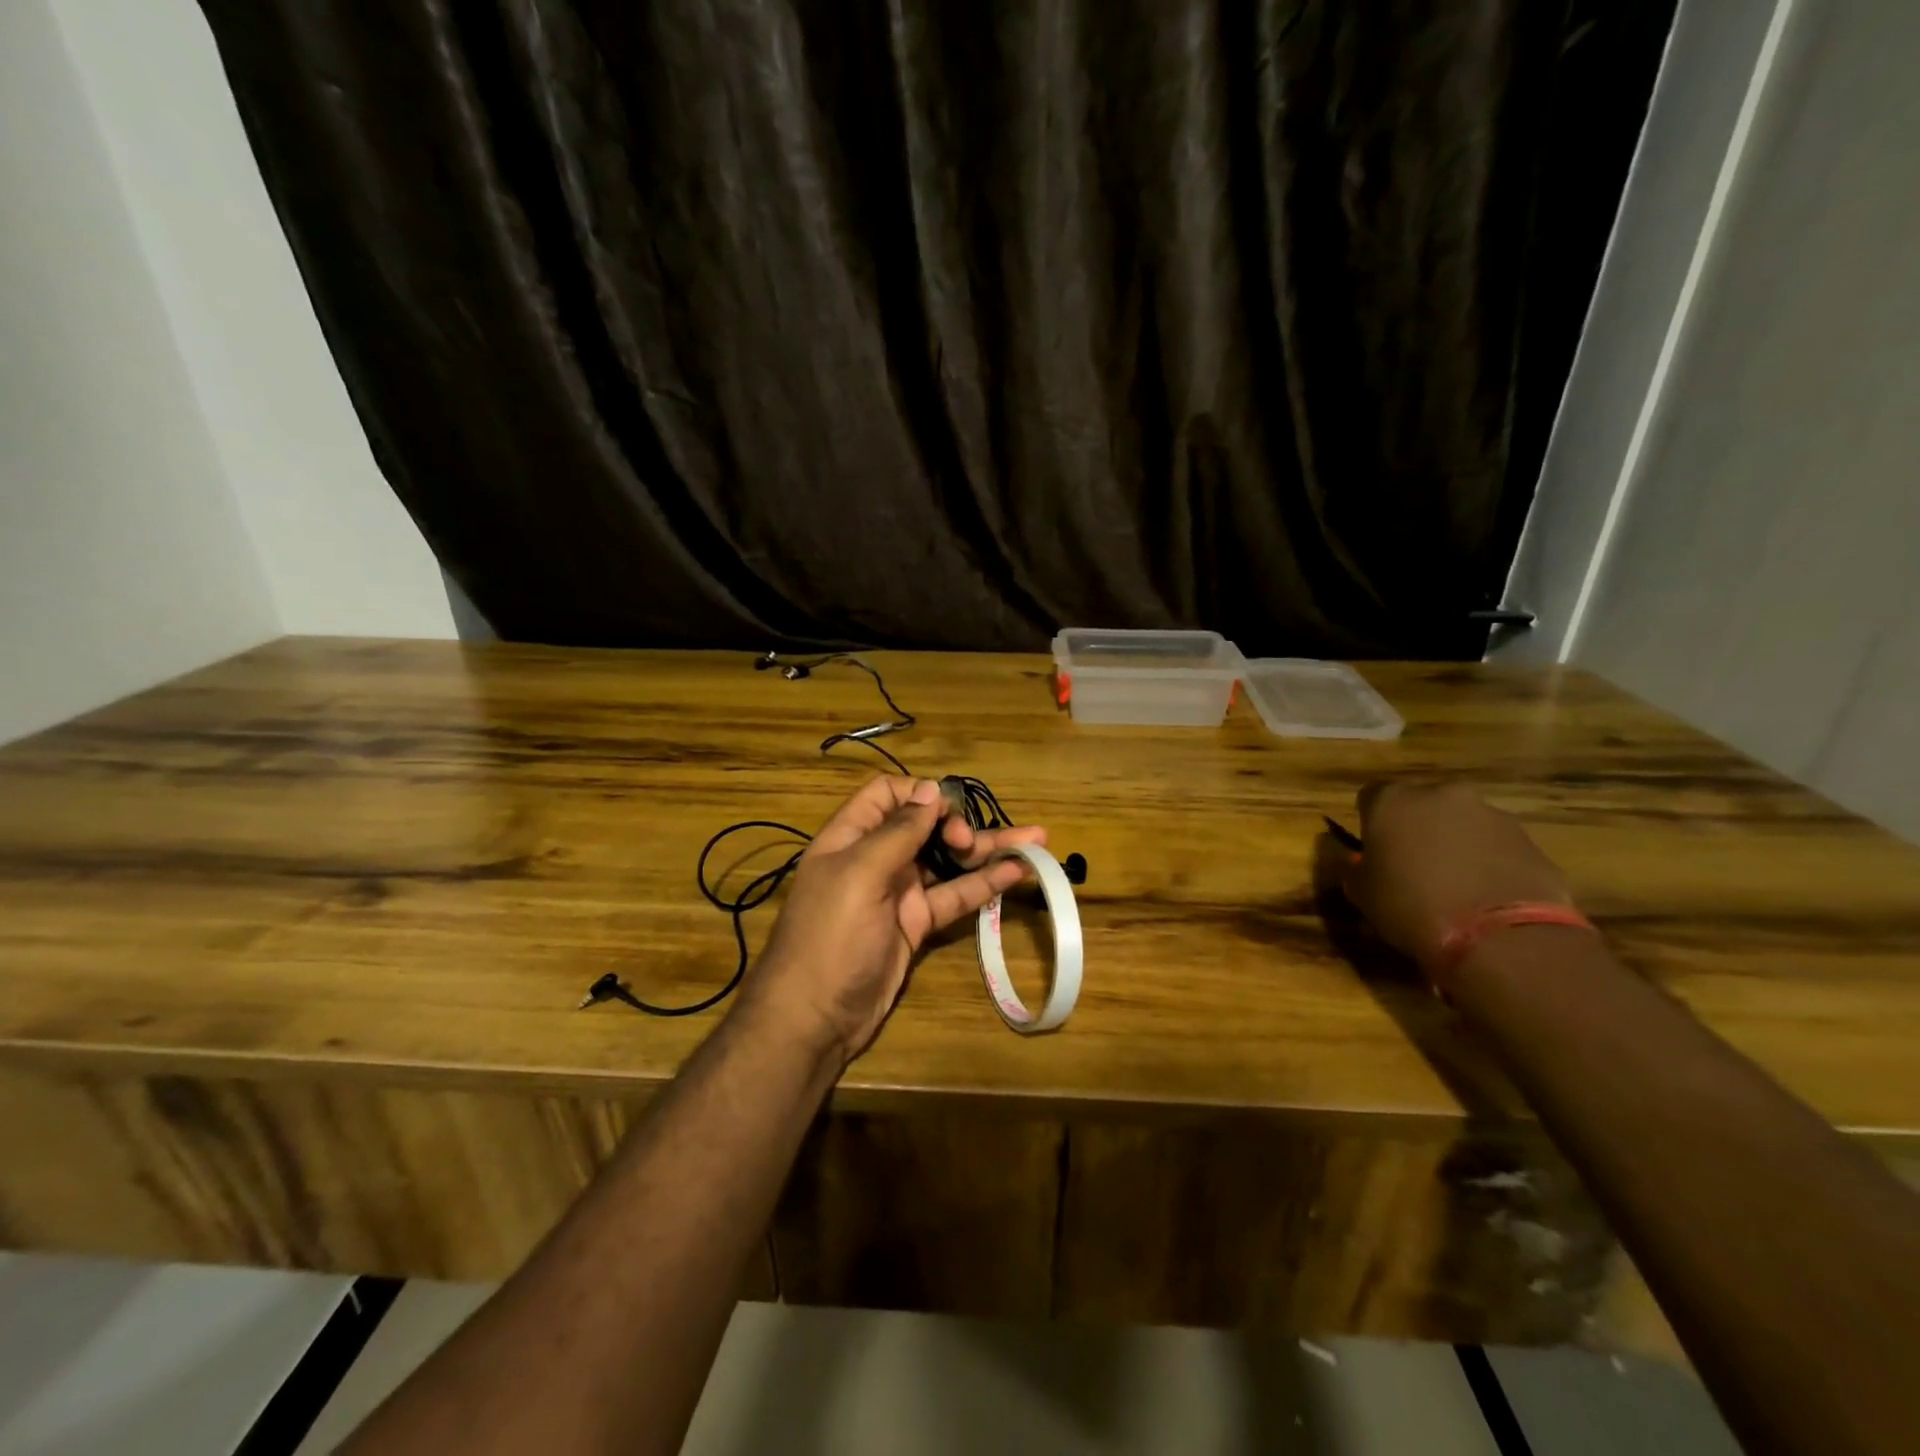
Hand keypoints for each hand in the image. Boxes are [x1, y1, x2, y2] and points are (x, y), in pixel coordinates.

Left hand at [745, 776, 1046, 1064]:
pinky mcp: (917, 924)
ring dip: (987, 851)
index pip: (887, 795)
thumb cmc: (829, 937)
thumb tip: (930, 790)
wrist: (814, 1018)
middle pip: (925, 826)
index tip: (945, 812)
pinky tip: (1018, 872)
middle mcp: (877, 858)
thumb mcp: (858, 875)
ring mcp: (899, 892)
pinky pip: (955, 896)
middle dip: (957, 824)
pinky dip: (985, 884)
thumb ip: (897, 832)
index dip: (920, 794)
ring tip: (1036, 840)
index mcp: (851, 837)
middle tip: (971, 843)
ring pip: (948, 861)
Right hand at [1323, 778, 1574, 977]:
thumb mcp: (1361, 892)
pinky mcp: (1530, 840)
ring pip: (1464, 822)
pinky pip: (1498, 846)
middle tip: (1414, 863)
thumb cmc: (1411, 906)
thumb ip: (1355, 867)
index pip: (1371, 796)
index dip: (1371, 821)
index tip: (1373, 849)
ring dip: (1457, 842)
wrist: (1499, 936)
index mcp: (1392, 800)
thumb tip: (1356, 863)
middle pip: (1423, 802)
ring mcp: (1491, 814)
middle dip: (1418, 826)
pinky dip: (1490, 862)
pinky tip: (1486, 895)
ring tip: (1456, 884)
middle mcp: (1441, 794)